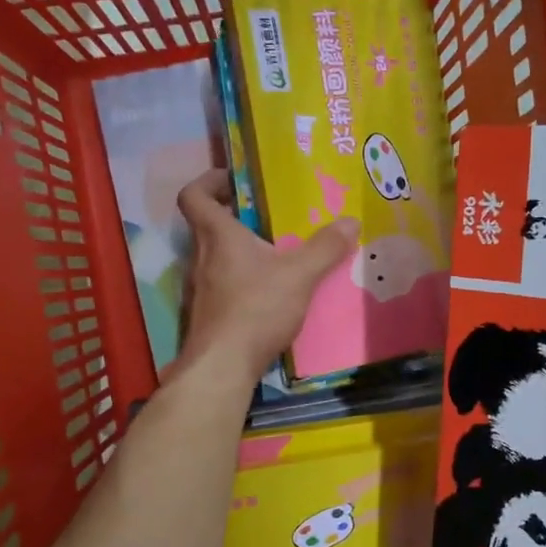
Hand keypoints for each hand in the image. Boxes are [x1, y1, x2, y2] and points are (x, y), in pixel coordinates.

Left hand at [173, 169, 359, 386]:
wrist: (222, 366)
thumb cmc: (256, 309)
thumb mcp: (299, 275)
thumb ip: (325, 248)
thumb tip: (351, 221)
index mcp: (217, 236)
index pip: (194, 196)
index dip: (209, 181)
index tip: (235, 181)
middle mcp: (201, 257)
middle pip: (209, 225)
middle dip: (237, 216)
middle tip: (271, 217)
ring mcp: (200, 288)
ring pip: (217, 257)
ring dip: (242, 251)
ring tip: (278, 255)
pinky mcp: (208, 314)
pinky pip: (224, 285)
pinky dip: (244, 281)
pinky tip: (271, 293)